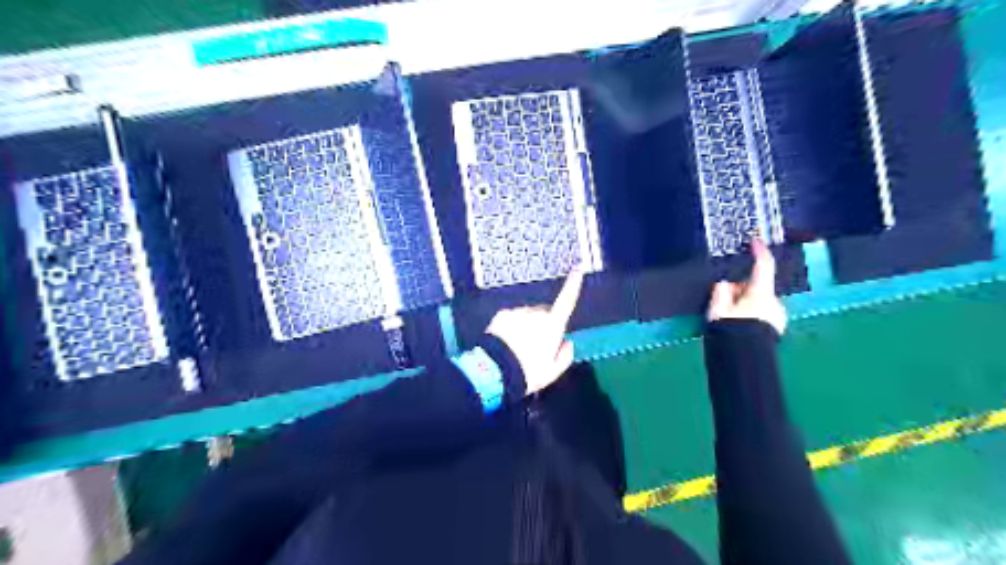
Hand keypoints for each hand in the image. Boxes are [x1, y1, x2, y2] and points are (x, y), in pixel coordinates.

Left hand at [484, 267, 585, 391]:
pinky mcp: (503, 314)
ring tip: (518, 349)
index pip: (567, 300)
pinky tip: (506, 343)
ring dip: (526, 327)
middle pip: (545, 314)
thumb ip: (564, 356)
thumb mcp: (552, 372)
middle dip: (543, 325)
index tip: (577, 268)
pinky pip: (512, 318)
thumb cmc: (527, 373)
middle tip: (535, 348)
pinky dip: (511, 327)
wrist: (495, 371)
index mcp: (553, 326)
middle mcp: (536, 314)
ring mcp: (518, 312)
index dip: (573, 284)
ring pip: (527, 316)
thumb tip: (567, 343)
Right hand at [702, 238, 789, 334]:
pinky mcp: (776, 329)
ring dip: (744, 304)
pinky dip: (750, 315)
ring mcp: (778, 317)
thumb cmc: (730, 332)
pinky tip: (738, 327)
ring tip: (727, 319)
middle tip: (722, 302)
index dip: (759, 252)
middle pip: (756, 287)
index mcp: (760, 294)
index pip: (763, 267)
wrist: (744, 362)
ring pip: (758, 302)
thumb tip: (725, 285)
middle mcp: (774, 303)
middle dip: (740, 291)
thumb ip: (721, 292)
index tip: (756, 241)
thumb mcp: (717, 310)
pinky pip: (761, 314)